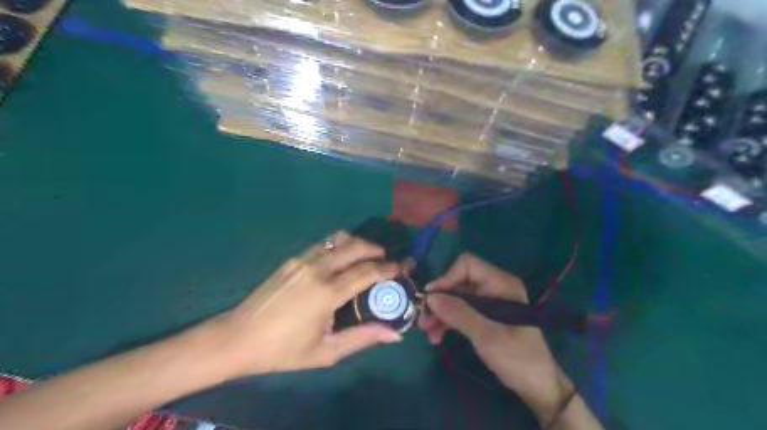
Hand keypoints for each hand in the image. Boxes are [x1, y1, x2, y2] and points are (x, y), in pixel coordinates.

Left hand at [208, 233, 401, 376]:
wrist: (238, 338)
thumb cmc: (283, 350)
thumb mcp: (325, 352)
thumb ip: (362, 338)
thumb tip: (394, 334)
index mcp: (327, 293)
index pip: (367, 271)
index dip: (388, 268)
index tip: (401, 268)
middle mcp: (317, 269)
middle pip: (355, 246)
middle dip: (375, 249)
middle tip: (385, 259)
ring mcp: (302, 260)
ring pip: (338, 239)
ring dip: (357, 243)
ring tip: (365, 255)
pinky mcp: (291, 259)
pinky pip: (322, 245)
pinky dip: (339, 246)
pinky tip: (340, 260)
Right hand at [417, 253, 572, 417]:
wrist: (538, 387)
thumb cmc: (518, 358)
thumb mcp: (486, 336)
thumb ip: (458, 314)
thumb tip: (430, 297)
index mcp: (501, 283)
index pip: (467, 265)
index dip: (447, 278)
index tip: (431, 299)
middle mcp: (494, 287)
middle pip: (458, 283)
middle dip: (439, 300)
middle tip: (423, 320)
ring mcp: (489, 302)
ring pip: (456, 298)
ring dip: (440, 313)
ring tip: (427, 332)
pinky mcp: (485, 317)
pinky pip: (461, 311)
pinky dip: (448, 321)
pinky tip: (436, 337)